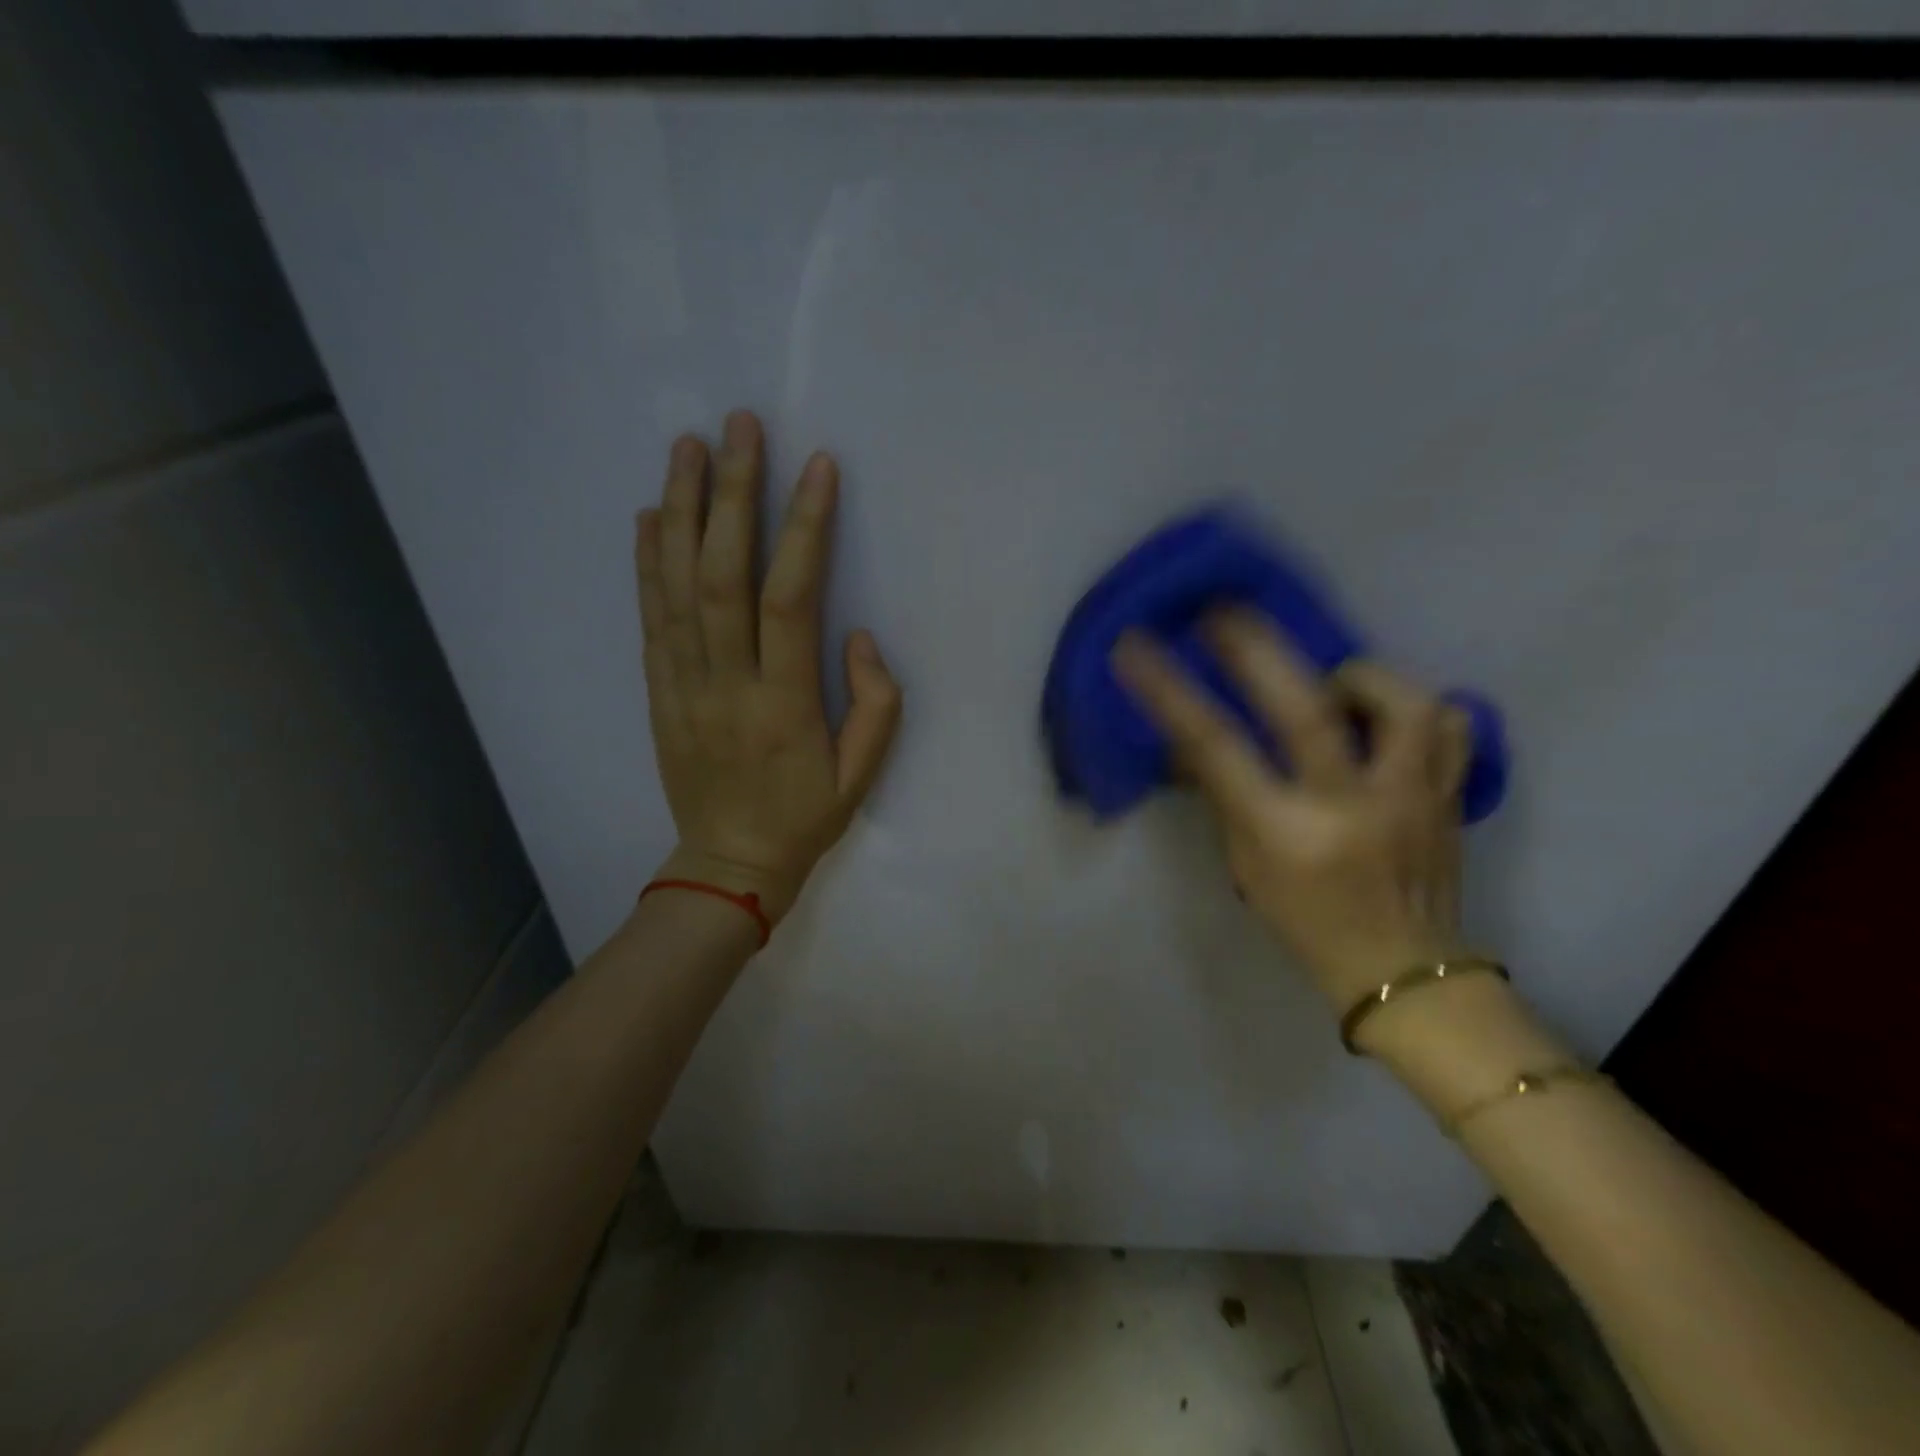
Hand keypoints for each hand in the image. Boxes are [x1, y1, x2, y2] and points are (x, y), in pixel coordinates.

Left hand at [635, 411, 901, 924]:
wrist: (729, 866)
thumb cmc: (804, 819)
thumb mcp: (862, 775)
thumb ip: (876, 704)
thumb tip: (857, 635)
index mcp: (783, 704)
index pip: (790, 600)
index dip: (802, 529)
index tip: (816, 467)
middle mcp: (726, 684)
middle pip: (722, 575)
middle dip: (732, 494)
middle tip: (739, 426)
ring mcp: (683, 685)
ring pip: (677, 586)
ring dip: (682, 510)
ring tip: (688, 446)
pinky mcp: (659, 692)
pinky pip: (650, 620)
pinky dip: (647, 563)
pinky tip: (653, 514)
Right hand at [1111, 611, 1473, 1010]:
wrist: (1403, 971)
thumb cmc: (1305, 922)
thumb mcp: (1245, 864)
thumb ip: (1224, 795)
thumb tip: (1191, 741)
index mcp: (1285, 832)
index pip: (1215, 748)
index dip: (1171, 691)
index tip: (1137, 646)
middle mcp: (1350, 806)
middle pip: (1303, 708)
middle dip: (1256, 649)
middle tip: (1224, 611)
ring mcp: (1412, 796)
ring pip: (1398, 701)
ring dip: (1356, 676)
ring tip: (1333, 683)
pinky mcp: (1452, 794)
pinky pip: (1448, 724)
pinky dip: (1416, 706)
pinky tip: (1387, 716)